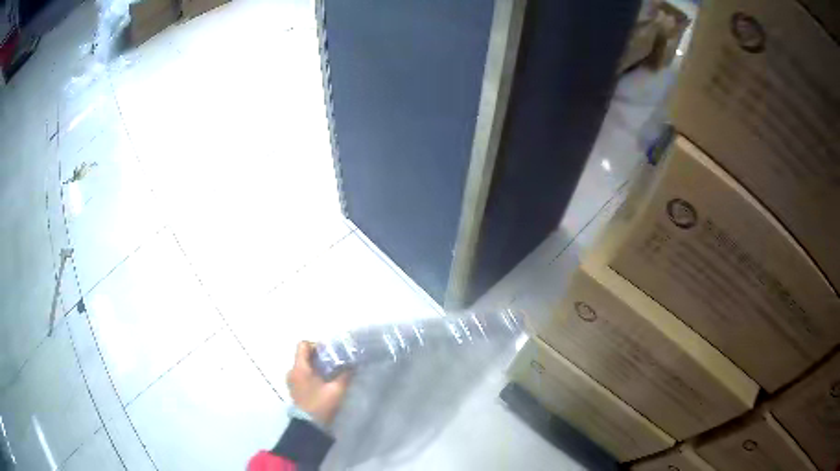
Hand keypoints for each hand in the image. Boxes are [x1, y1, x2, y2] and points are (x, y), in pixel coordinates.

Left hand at [286, 341, 350, 426]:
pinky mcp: (294, 389)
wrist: (309, 426)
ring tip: (330, 375)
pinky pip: (302, 374)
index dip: (316, 345)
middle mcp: (292, 371)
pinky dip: (312, 374)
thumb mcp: (337, 390)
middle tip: (334, 364)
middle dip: (319, 357)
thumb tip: (353, 364)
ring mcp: (291, 381)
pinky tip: (323, 384)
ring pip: (303, 365)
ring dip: (316, 367)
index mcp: (299, 368)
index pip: (303, 345)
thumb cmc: (321, 405)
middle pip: (304, 355)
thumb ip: (345, 375)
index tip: (330, 353)